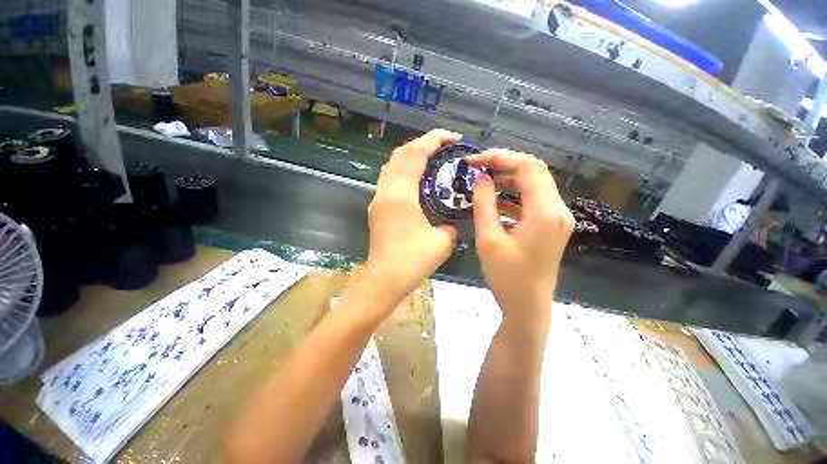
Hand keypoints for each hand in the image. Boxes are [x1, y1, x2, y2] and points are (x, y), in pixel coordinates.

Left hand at [364, 129, 460, 310]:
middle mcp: (386, 191)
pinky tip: (419, 181)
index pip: (415, 153)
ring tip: (432, 160)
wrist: (383, 280)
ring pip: (392, 165)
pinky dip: (405, 171)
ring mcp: (378, 199)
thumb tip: (452, 222)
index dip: (434, 139)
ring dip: (412, 156)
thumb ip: (451, 226)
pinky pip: (390, 179)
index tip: (454, 138)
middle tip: (444, 148)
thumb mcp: (442, 242)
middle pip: (400, 154)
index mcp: (401, 194)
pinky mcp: (378, 208)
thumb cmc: (411, 261)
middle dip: (423, 144)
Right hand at [469, 149, 573, 323]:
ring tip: (483, 181)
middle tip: (477, 167)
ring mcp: (556, 218)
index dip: (500, 157)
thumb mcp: (488, 239)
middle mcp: (557, 210)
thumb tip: (481, 178)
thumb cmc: (507, 277)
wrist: (527, 307)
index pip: (528, 167)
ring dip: (508, 179)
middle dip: (504, 164)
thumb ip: (484, 204)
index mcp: (545, 212)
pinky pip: (532, 201)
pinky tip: (495, 201)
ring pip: (534, 185)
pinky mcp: (550, 226)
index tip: (474, 161)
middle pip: (534, 171)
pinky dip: (513, 195)